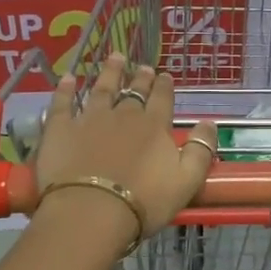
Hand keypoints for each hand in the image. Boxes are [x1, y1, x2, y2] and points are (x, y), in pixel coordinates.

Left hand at [33, 54, 216, 238]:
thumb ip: (201, 151)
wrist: (91, 211)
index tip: (165, 76)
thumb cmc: (144, 201)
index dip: (165, 87)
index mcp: (155, 126)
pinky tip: (68, 78)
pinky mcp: (61, 129)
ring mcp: (90, 119)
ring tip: (115, 58)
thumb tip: (209, 123)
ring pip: (102, 88)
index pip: (163, 99)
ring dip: (110, 72)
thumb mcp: (187, 181)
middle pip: (134, 91)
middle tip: (144, 67)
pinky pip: (63, 103)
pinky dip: (65, 89)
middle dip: (141, 78)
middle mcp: (124, 115)